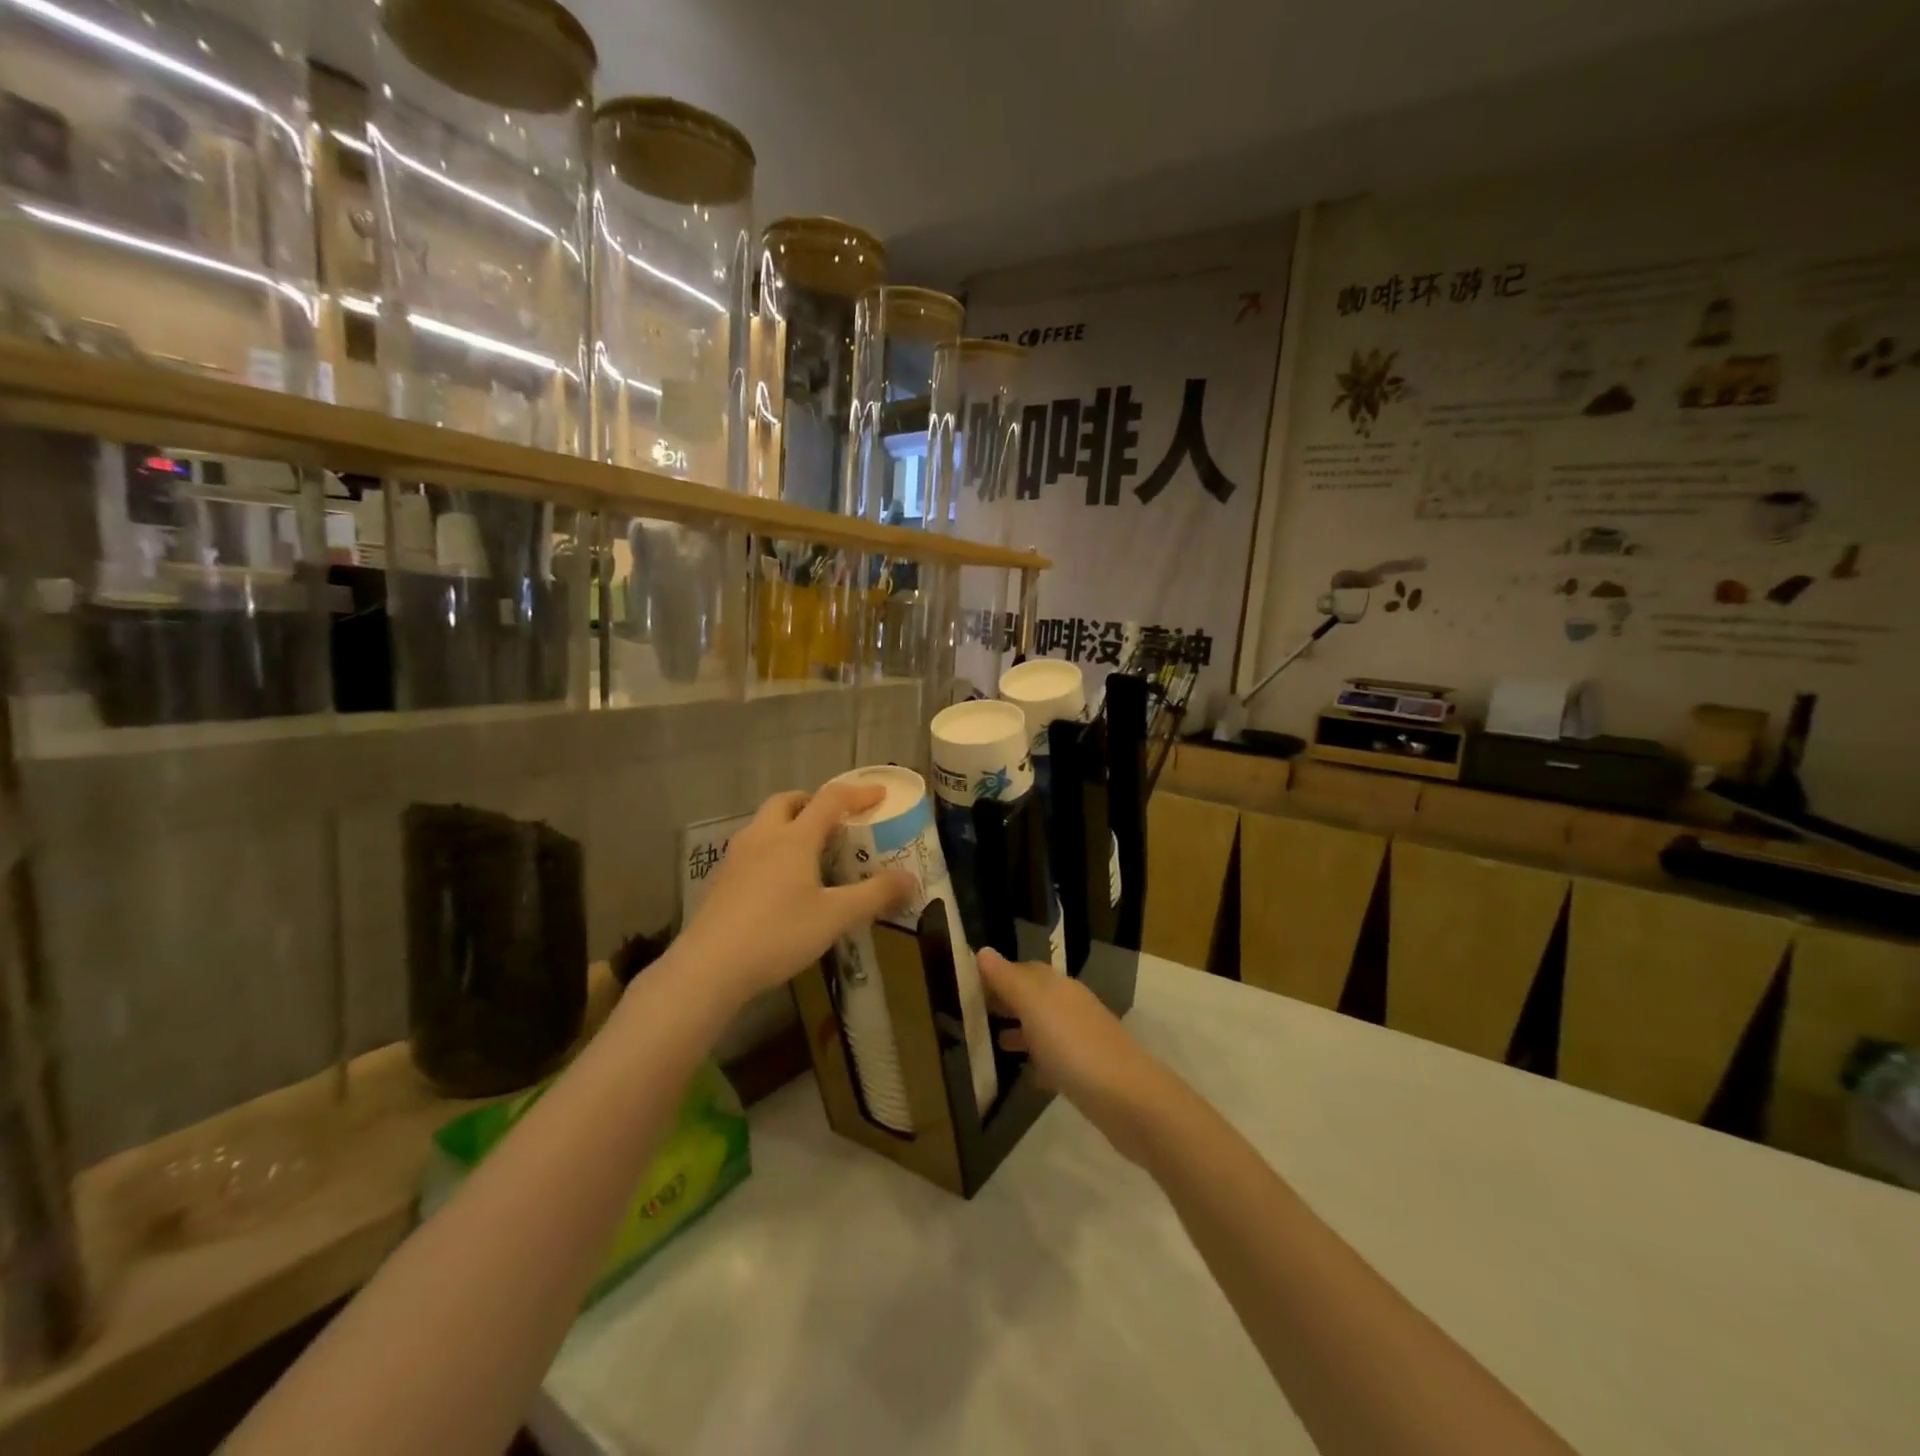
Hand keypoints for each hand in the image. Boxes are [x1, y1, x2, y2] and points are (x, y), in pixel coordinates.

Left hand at [675, 784, 913, 1004]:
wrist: (709, 967)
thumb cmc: (778, 934)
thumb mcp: (835, 917)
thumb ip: (875, 895)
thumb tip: (911, 879)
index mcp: (794, 838)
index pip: (830, 800)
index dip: (858, 793)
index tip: (880, 795)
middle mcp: (763, 838)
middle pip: (788, 802)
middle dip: (814, 802)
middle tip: (835, 820)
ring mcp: (736, 858)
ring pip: (764, 824)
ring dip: (789, 824)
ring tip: (809, 851)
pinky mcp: (721, 881)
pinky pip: (751, 849)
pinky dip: (772, 849)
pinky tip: (779, 882)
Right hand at [977, 949, 1181, 1166]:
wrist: (1128, 1099)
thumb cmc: (1073, 1045)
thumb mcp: (1034, 1006)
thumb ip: (1008, 979)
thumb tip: (983, 950)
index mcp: (1057, 987)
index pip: (1023, 969)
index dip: (998, 974)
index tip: (969, 985)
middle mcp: (1070, 1006)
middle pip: (1034, 997)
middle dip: (1007, 1001)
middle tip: (974, 1013)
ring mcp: (1081, 1039)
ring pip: (1044, 1027)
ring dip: (1021, 1031)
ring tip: (994, 1044)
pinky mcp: (1087, 1072)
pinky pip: (1055, 1059)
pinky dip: (1038, 1061)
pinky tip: (1026, 1076)